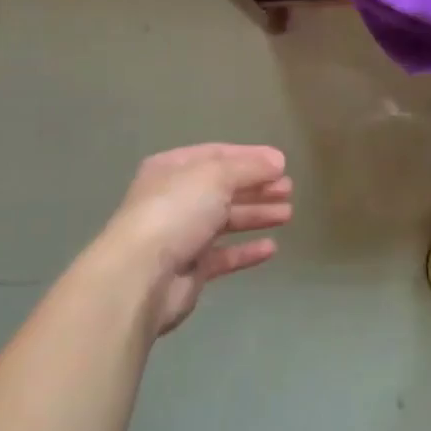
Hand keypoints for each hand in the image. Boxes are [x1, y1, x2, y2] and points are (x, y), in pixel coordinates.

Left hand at [89, 144, 293, 334]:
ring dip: (256, 215)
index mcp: (173, 168)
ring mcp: (181, 235)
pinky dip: (246, 250)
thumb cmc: (177, 211)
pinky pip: (223, 255)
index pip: (217, 155)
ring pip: (226, 221)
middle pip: (223, 188)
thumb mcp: (216, 175)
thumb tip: (278, 162)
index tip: (282, 164)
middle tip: (289, 190)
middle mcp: (175, 198)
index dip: (251, 157)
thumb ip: (249, 167)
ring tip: (287, 214)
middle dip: (257, 187)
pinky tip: (271, 248)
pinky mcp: (189, 269)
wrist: (141, 275)